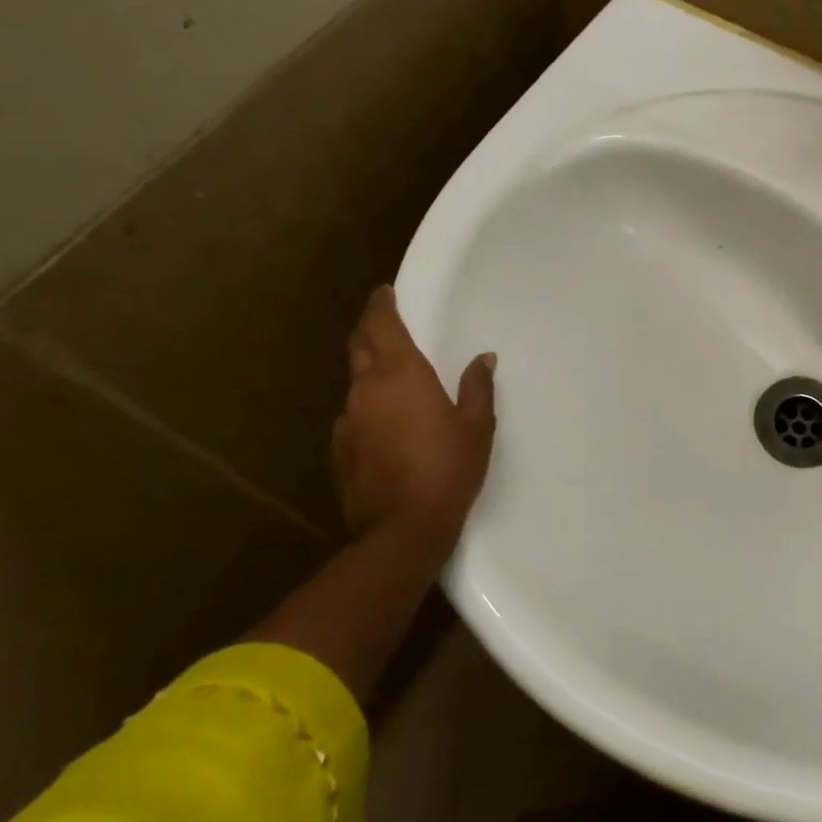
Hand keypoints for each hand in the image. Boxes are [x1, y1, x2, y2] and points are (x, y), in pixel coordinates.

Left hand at [332, 286, 496, 555]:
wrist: (402, 529)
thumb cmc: (448, 469)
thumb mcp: (477, 426)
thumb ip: (478, 386)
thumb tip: (483, 358)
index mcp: (401, 374)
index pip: (381, 325)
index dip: (381, 305)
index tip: (384, 292)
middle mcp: (366, 389)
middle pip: (359, 345)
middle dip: (369, 328)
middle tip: (384, 321)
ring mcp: (347, 420)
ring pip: (355, 381)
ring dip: (369, 369)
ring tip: (391, 375)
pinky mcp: (339, 449)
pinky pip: (352, 414)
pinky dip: (367, 405)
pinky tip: (384, 422)